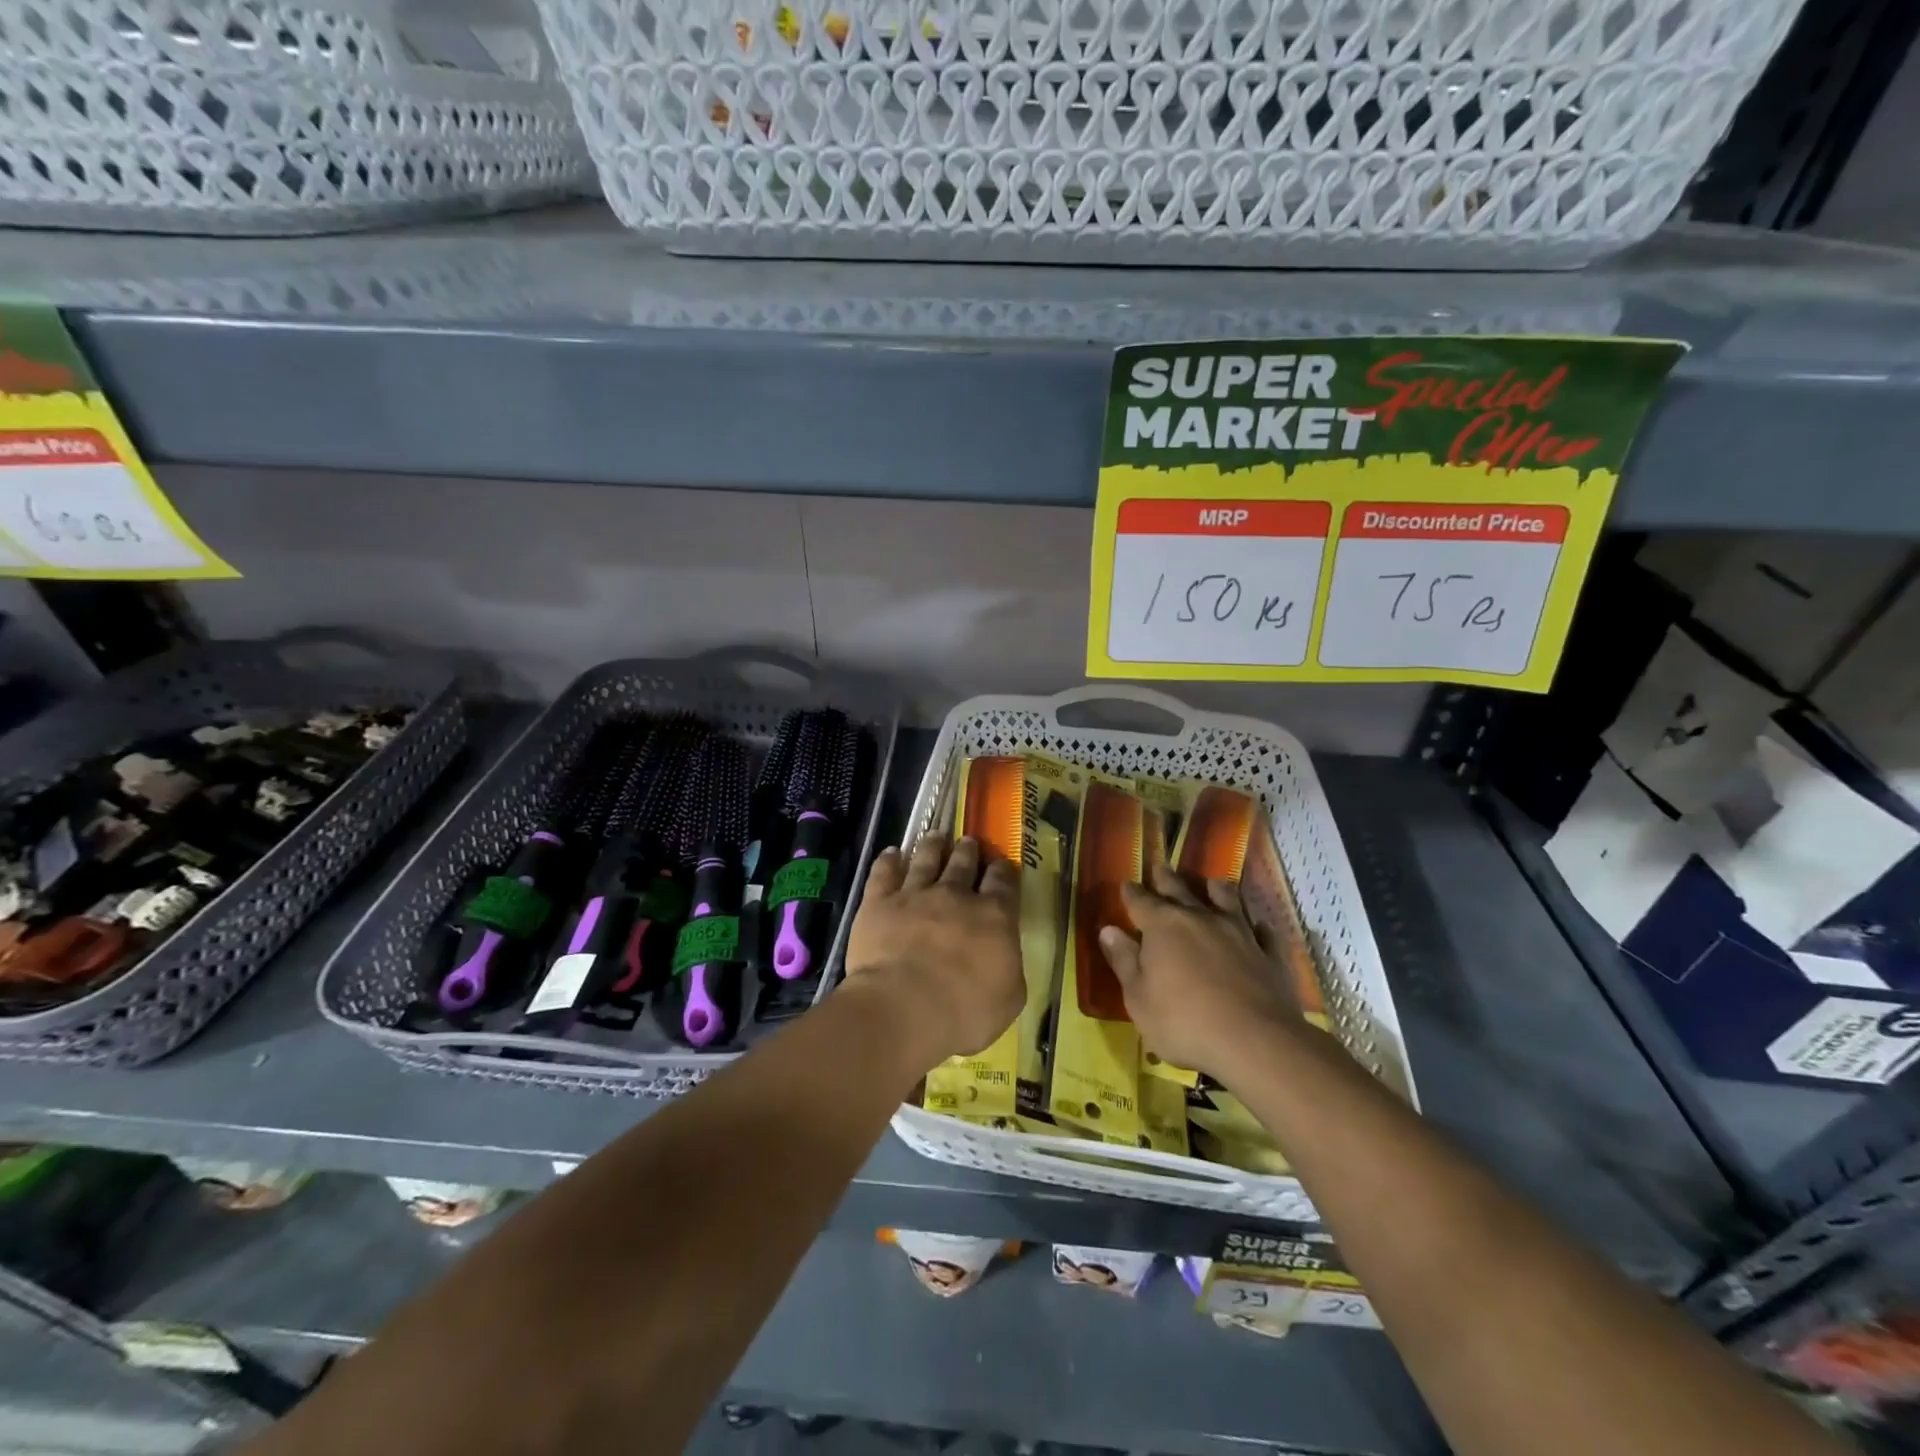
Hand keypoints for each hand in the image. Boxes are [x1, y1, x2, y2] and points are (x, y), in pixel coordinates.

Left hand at [842, 835, 1023, 1068]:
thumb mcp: (1009, 998)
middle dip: (968, 850)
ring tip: (936, 836)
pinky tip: (891, 853)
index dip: (1003, 871)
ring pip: (926, 859)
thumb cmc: (964, 1010)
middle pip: (964, 863)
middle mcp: (955, 895)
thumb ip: (1009, 968)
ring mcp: (915, 894)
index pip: (1003, 883)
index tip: (1002, 864)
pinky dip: (888, 860)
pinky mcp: (879, 902)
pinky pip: (884, 872)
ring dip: (932, 846)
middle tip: (969, 842)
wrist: (904, 1007)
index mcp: (994, 916)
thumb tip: (1004, 955)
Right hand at [1097, 863, 1302, 1083]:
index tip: (1126, 885)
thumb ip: (1124, 961)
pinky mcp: (1269, 954)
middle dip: (1167, 879)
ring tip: (1213, 883)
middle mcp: (1200, 919)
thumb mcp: (1138, 998)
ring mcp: (1239, 933)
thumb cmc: (1183, 1021)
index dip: (1131, 893)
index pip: (1141, 901)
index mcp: (1163, 926)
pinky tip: (1258, 926)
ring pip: (1227, 900)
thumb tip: (1108, 930)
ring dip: (1217, 890)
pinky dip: (1257, 927)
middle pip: (1180, 891)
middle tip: (1161, 867)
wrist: (1255, 1042)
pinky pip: (1263, 932)